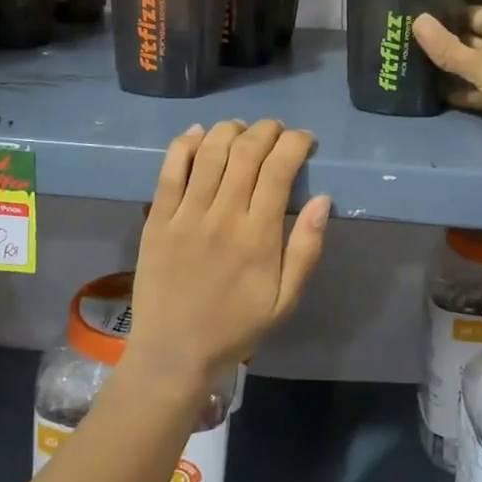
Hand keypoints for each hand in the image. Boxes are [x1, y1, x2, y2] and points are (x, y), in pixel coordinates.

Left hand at [129, 120, 330, 388]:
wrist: (174, 352)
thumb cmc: (236, 327)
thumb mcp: (286, 300)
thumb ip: (306, 249)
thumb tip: (323, 200)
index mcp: (258, 236)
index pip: (279, 169)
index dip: (294, 143)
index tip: (304, 140)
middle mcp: (222, 215)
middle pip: (246, 152)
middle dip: (267, 130)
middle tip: (277, 131)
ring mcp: (185, 215)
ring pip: (210, 152)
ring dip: (230, 130)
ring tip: (242, 129)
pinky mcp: (157, 218)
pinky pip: (170, 170)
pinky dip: (185, 144)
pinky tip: (198, 133)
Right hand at [412, 7, 481, 158]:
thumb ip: (448, 48)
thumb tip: (416, 19)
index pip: (466, 14)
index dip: (441, 17)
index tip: (409, 21)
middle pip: (467, 40)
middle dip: (440, 46)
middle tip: (400, 47)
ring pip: (470, 68)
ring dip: (447, 72)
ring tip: (408, 70)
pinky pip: (477, 91)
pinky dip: (460, 93)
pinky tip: (431, 96)